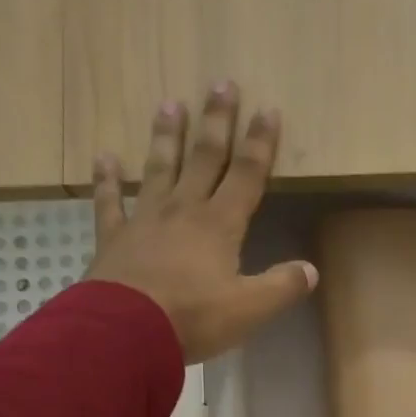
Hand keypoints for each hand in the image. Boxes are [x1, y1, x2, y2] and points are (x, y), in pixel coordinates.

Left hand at [87, 82, 315, 362]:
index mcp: (220, 226)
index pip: (246, 176)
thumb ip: (282, 287)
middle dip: (216, 122)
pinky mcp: (114, 239)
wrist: (126, 333)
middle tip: (220, 83)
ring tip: (169, 103)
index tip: (268, 110)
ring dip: (166, 137)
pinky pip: (109, 203)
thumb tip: (311, 270)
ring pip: (159, 169)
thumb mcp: (250, 309)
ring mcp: (145, 221)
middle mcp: (184, 211)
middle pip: (204, 159)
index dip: (260, 144)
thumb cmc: (194, 318)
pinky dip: (107, 180)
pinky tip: (104, 158)